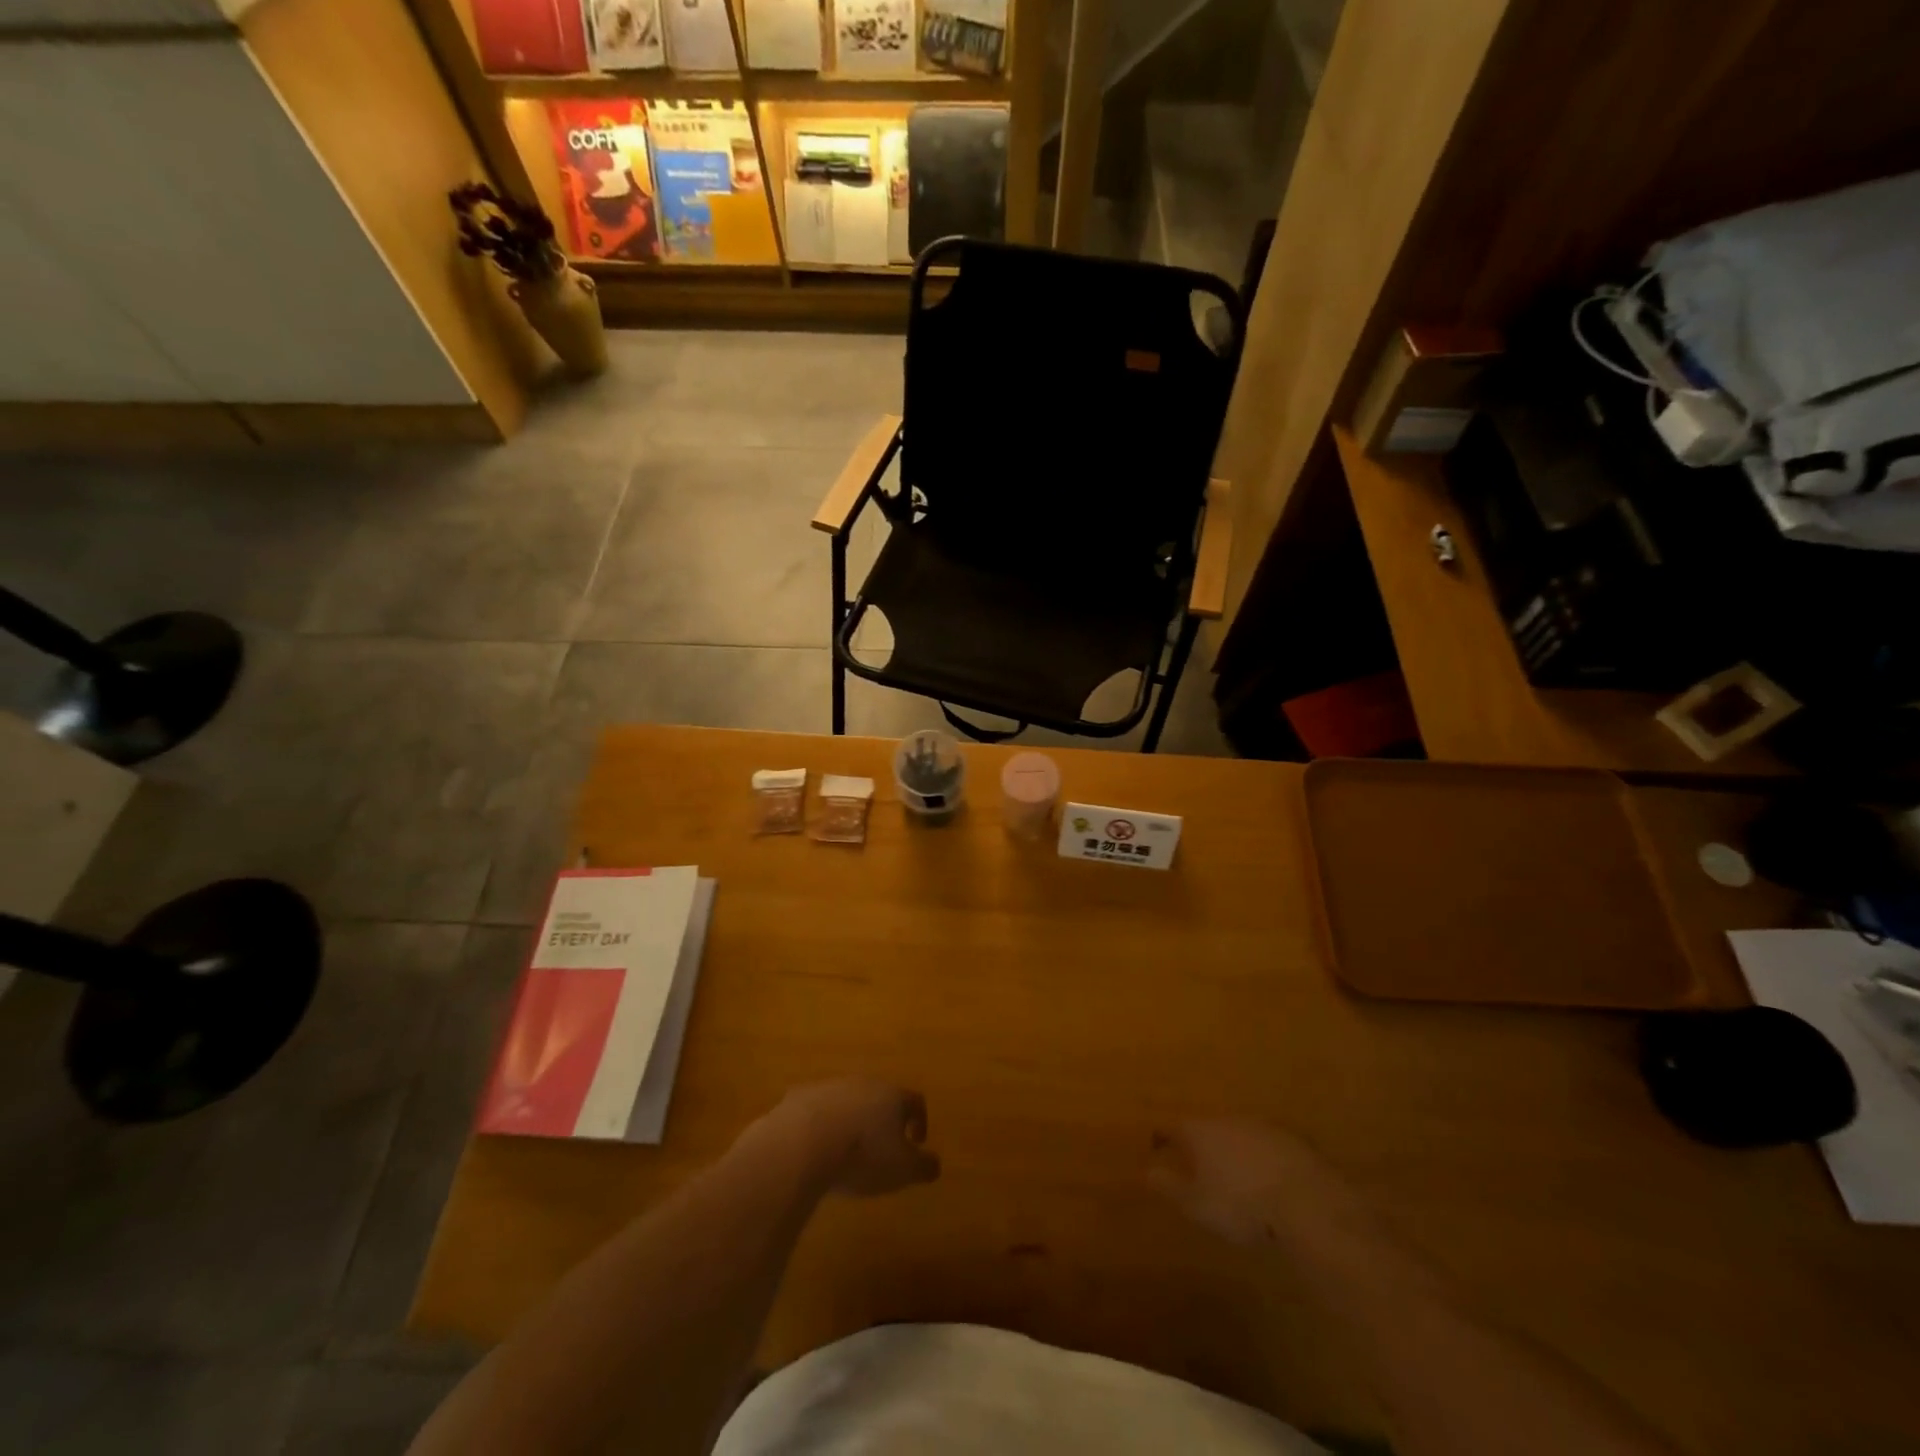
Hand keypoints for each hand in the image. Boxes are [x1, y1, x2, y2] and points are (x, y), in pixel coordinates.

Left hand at [761, 1079, 940, 1196]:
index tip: (917, 1142)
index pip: (914, 1101)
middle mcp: (863, 1083)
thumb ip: (924, 1166)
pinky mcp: (799, 1097)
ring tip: (845, 1150)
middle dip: (882, 1119)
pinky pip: (816, 1109)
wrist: (802, 1143)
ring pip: (847, 1100)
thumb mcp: (903, 1170)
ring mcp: (829, 1087)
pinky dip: (820, 1125)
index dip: (919, 1120)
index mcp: (892, 1096)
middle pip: (879, 1096)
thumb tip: (935, 1163)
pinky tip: (815, 1149)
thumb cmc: (862, 1156)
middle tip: (881, 1146)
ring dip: (850, 1120)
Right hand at [1150, 1118, 1325, 1245]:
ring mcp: (1261, 1126)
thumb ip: (1170, 1186)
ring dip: (1232, 1149)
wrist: (1306, 1201)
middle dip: (1200, 1143)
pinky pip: (1266, 1146)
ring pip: (1237, 1134)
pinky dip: (1260, 1158)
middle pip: (1206, 1127)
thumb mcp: (1197, 1204)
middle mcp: (1227, 1119)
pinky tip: (1267, 1178)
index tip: (1155, 1146)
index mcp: (1199, 1131)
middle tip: (1197, 1164)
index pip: (1171, 1127)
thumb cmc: (1241, 1204)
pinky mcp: (1291, 1140)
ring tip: (1232, 1173)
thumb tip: (1145, 1171)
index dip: (1161, 1137)